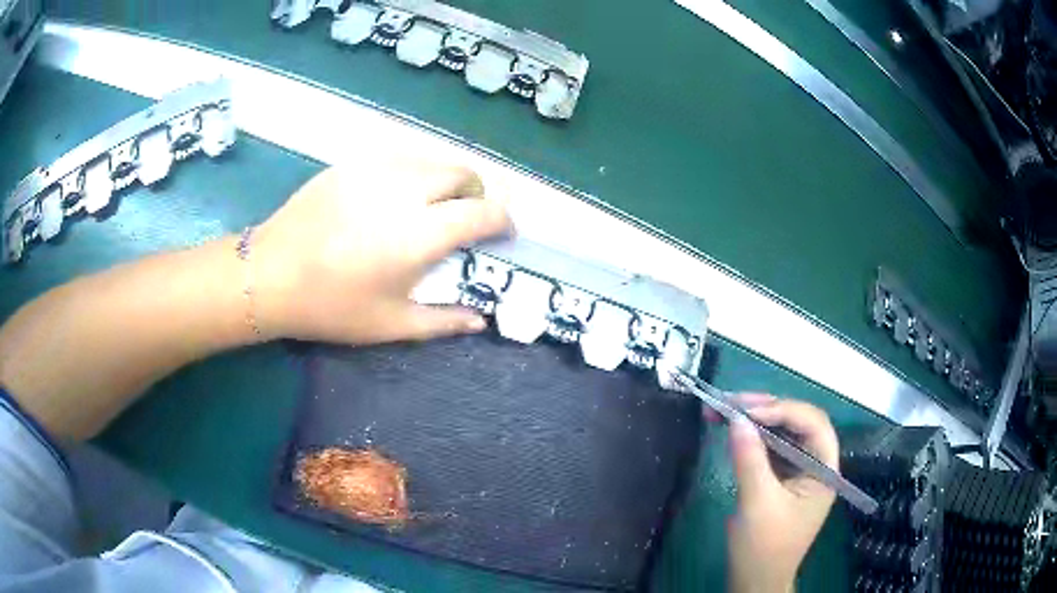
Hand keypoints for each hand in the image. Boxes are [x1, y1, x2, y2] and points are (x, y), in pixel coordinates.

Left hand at [252, 159, 512, 344]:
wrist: (270, 274)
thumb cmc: (331, 306)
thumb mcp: (390, 324)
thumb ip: (443, 321)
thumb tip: (480, 320)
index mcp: (420, 234)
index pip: (483, 212)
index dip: (502, 221)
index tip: (502, 234)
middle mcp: (406, 191)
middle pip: (463, 174)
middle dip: (476, 194)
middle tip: (465, 219)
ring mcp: (376, 170)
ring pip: (432, 160)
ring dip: (445, 181)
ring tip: (430, 207)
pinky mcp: (352, 163)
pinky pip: (399, 158)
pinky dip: (412, 174)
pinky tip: (392, 199)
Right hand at [725, 396, 838, 592]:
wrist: (755, 582)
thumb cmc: (763, 549)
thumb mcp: (757, 504)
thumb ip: (750, 460)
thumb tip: (736, 419)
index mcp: (824, 470)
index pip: (813, 424)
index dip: (783, 410)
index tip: (747, 411)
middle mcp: (815, 464)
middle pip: (798, 423)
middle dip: (766, 409)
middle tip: (730, 402)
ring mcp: (798, 470)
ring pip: (782, 432)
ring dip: (755, 419)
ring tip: (723, 409)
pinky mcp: (781, 477)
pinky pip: (770, 447)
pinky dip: (751, 437)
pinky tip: (732, 431)